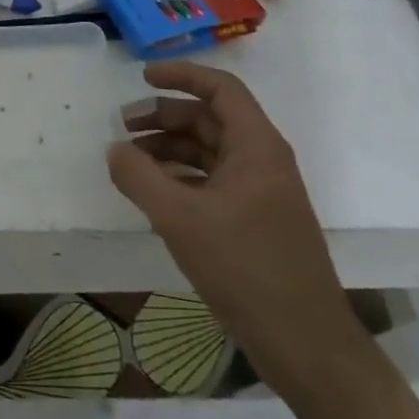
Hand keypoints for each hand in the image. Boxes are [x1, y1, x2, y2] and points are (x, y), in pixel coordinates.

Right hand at [107, 58, 364, 398]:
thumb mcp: (179, 218)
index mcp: (256, 146)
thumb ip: (139, 176)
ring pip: (208, 151)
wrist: (304, 343)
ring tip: (129, 161)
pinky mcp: (254, 222)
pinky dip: (179, 177)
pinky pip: (211, 182)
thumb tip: (114, 150)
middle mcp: (262, 161)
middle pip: (209, 119)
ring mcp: (260, 193)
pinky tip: (152, 194)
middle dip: (163, 116)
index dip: (181, 75)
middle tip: (122, 126)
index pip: (220, 89)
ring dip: (168, 148)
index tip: (142, 76)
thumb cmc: (245, 268)